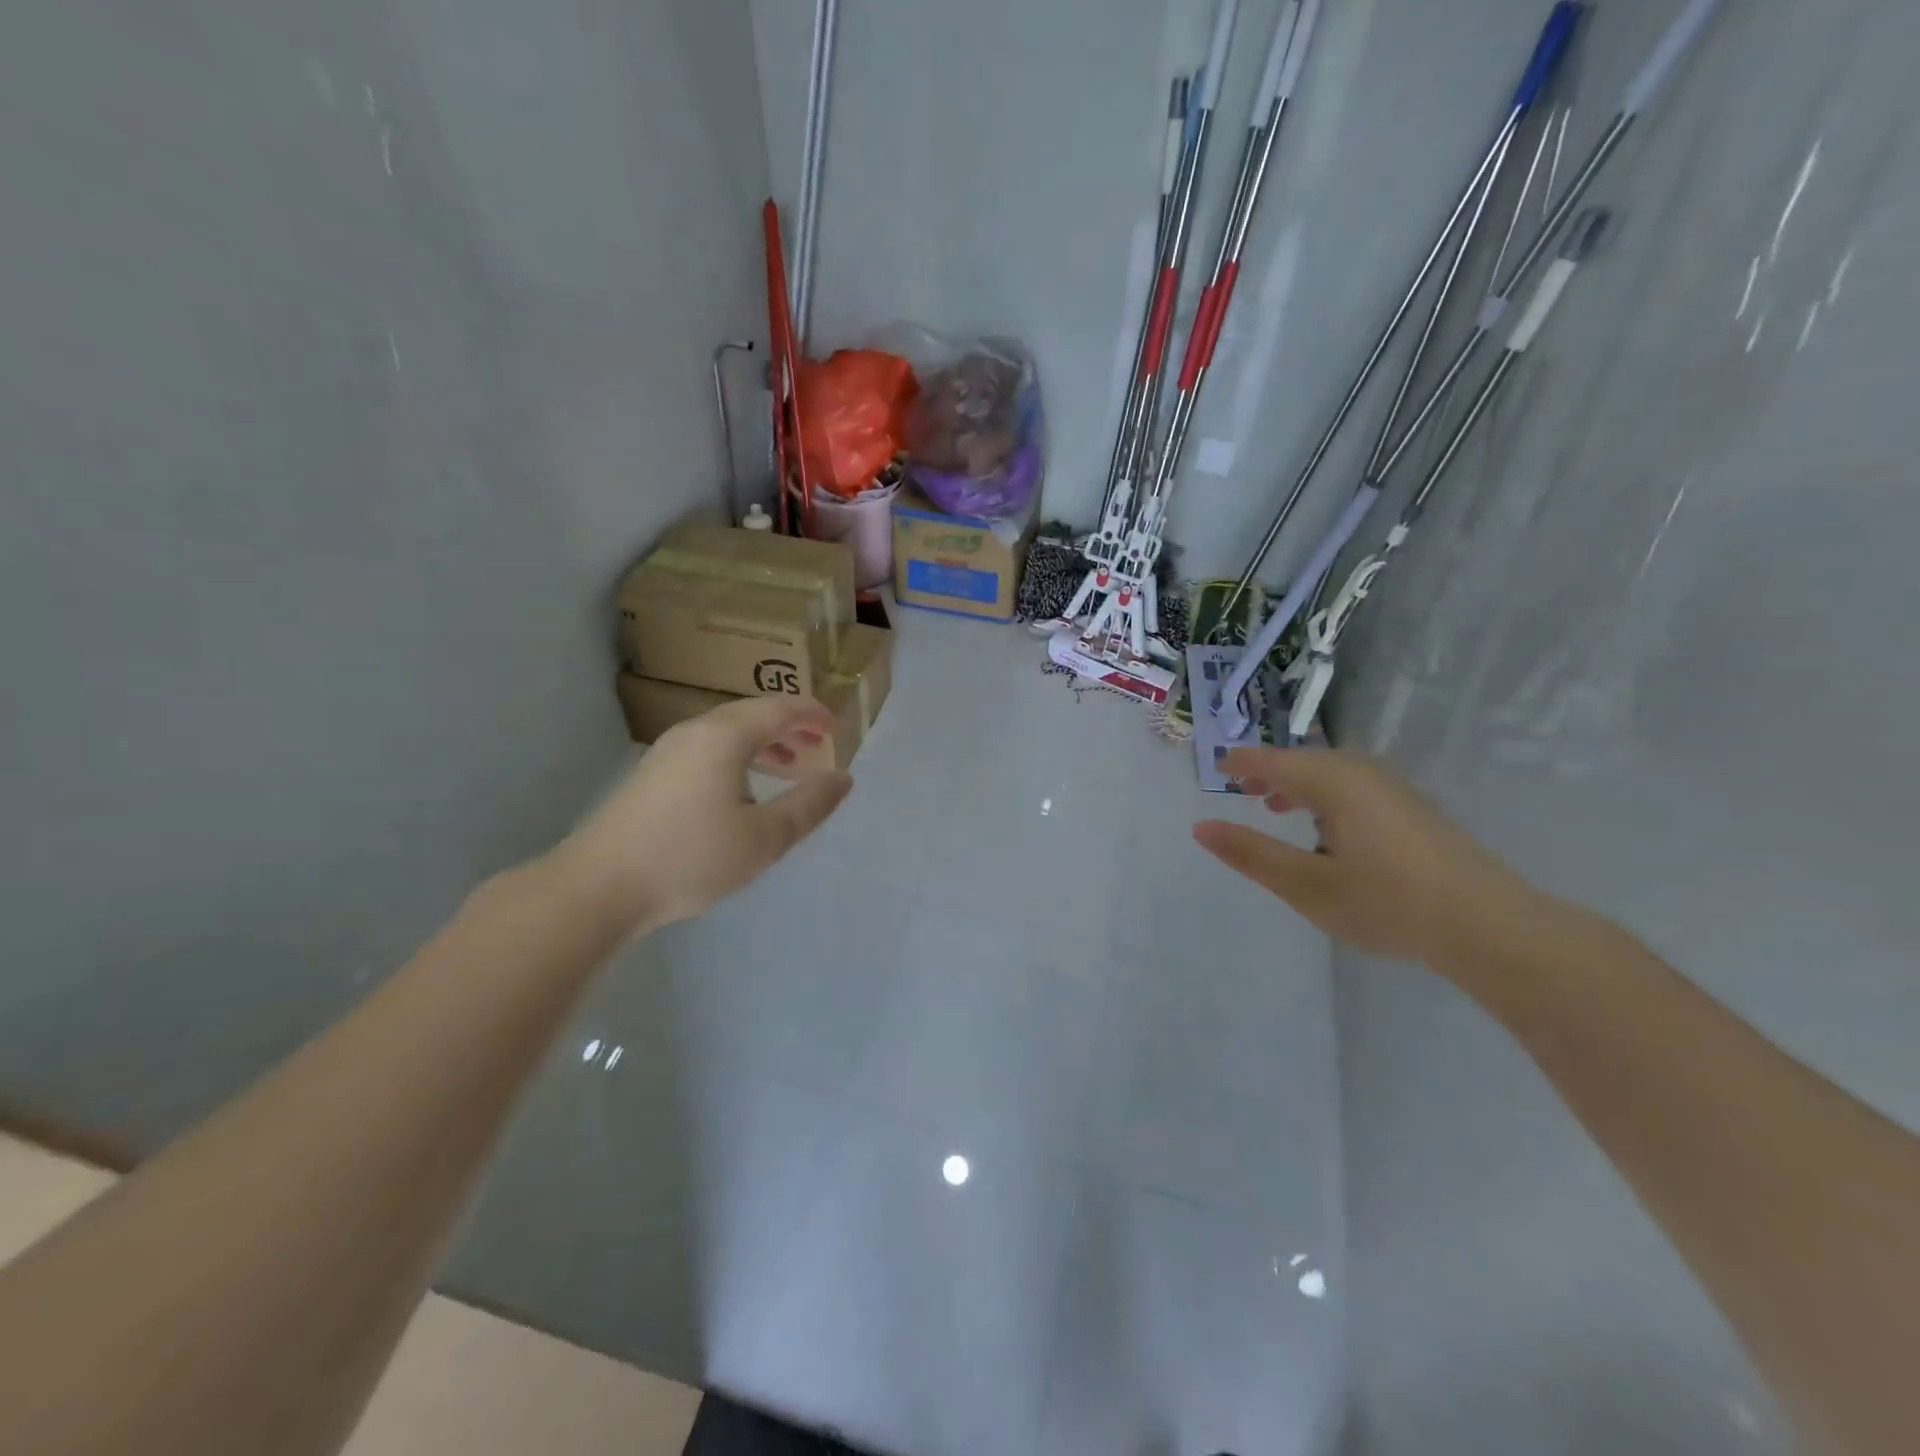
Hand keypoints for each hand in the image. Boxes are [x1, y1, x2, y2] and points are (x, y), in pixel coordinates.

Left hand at [552, 696, 851, 934]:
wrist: (598, 887)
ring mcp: (668, 751)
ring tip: (788, 768)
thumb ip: (808, 806)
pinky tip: (742, 791)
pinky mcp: (652, 774)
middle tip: (819, 746)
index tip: (837, 728)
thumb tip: (843, 778)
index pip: (779, 708)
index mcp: (725, 736)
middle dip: (790, 727)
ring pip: (727, 732)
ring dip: (764, 743)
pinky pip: (708, 749)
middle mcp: (695, 731)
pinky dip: (738, 757)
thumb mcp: (764, 837)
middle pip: (752, 714)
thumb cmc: (690, 857)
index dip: (813, 714)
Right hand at [1193, 747, 1535, 966]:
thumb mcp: (1306, 884)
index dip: (1243, 764)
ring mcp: (1395, 790)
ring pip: (1333, 775)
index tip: (1218, 768)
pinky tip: (1330, 830)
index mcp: (1333, 781)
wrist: (1489, 927)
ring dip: (1300, 785)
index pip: (1274, 761)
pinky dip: (1328, 797)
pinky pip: (1356, 788)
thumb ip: (1251, 854)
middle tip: (1244, 790)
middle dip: (1271, 773)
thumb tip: (1201, 827)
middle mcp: (1364, 773)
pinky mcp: (1416, 811)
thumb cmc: (1387, 902)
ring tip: (1278, 807)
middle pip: (1305, 762)